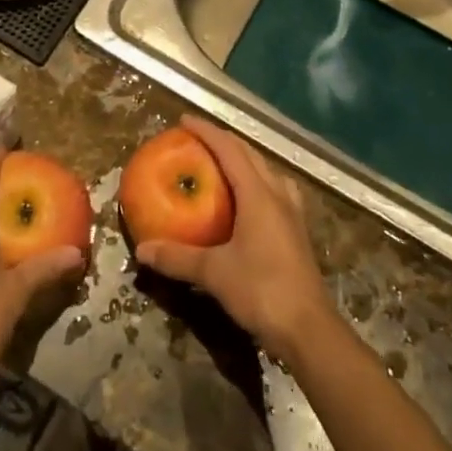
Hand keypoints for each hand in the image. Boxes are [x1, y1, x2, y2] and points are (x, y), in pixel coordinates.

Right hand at [135, 116, 334, 364]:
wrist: (309, 329)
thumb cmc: (261, 291)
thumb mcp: (214, 273)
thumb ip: (178, 258)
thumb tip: (143, 249)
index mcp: (258, 194)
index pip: (229, 149)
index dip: (206, 131)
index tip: (184, 121)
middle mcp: (277, 194)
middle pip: (250, 154)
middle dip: (224, 141)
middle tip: (197, 140)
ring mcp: (292, 212)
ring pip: (267, 170)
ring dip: (244, 160)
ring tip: (223, 164)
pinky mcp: (298, 231)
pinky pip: (276, 190)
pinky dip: (258, 182)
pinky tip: (250, 200)